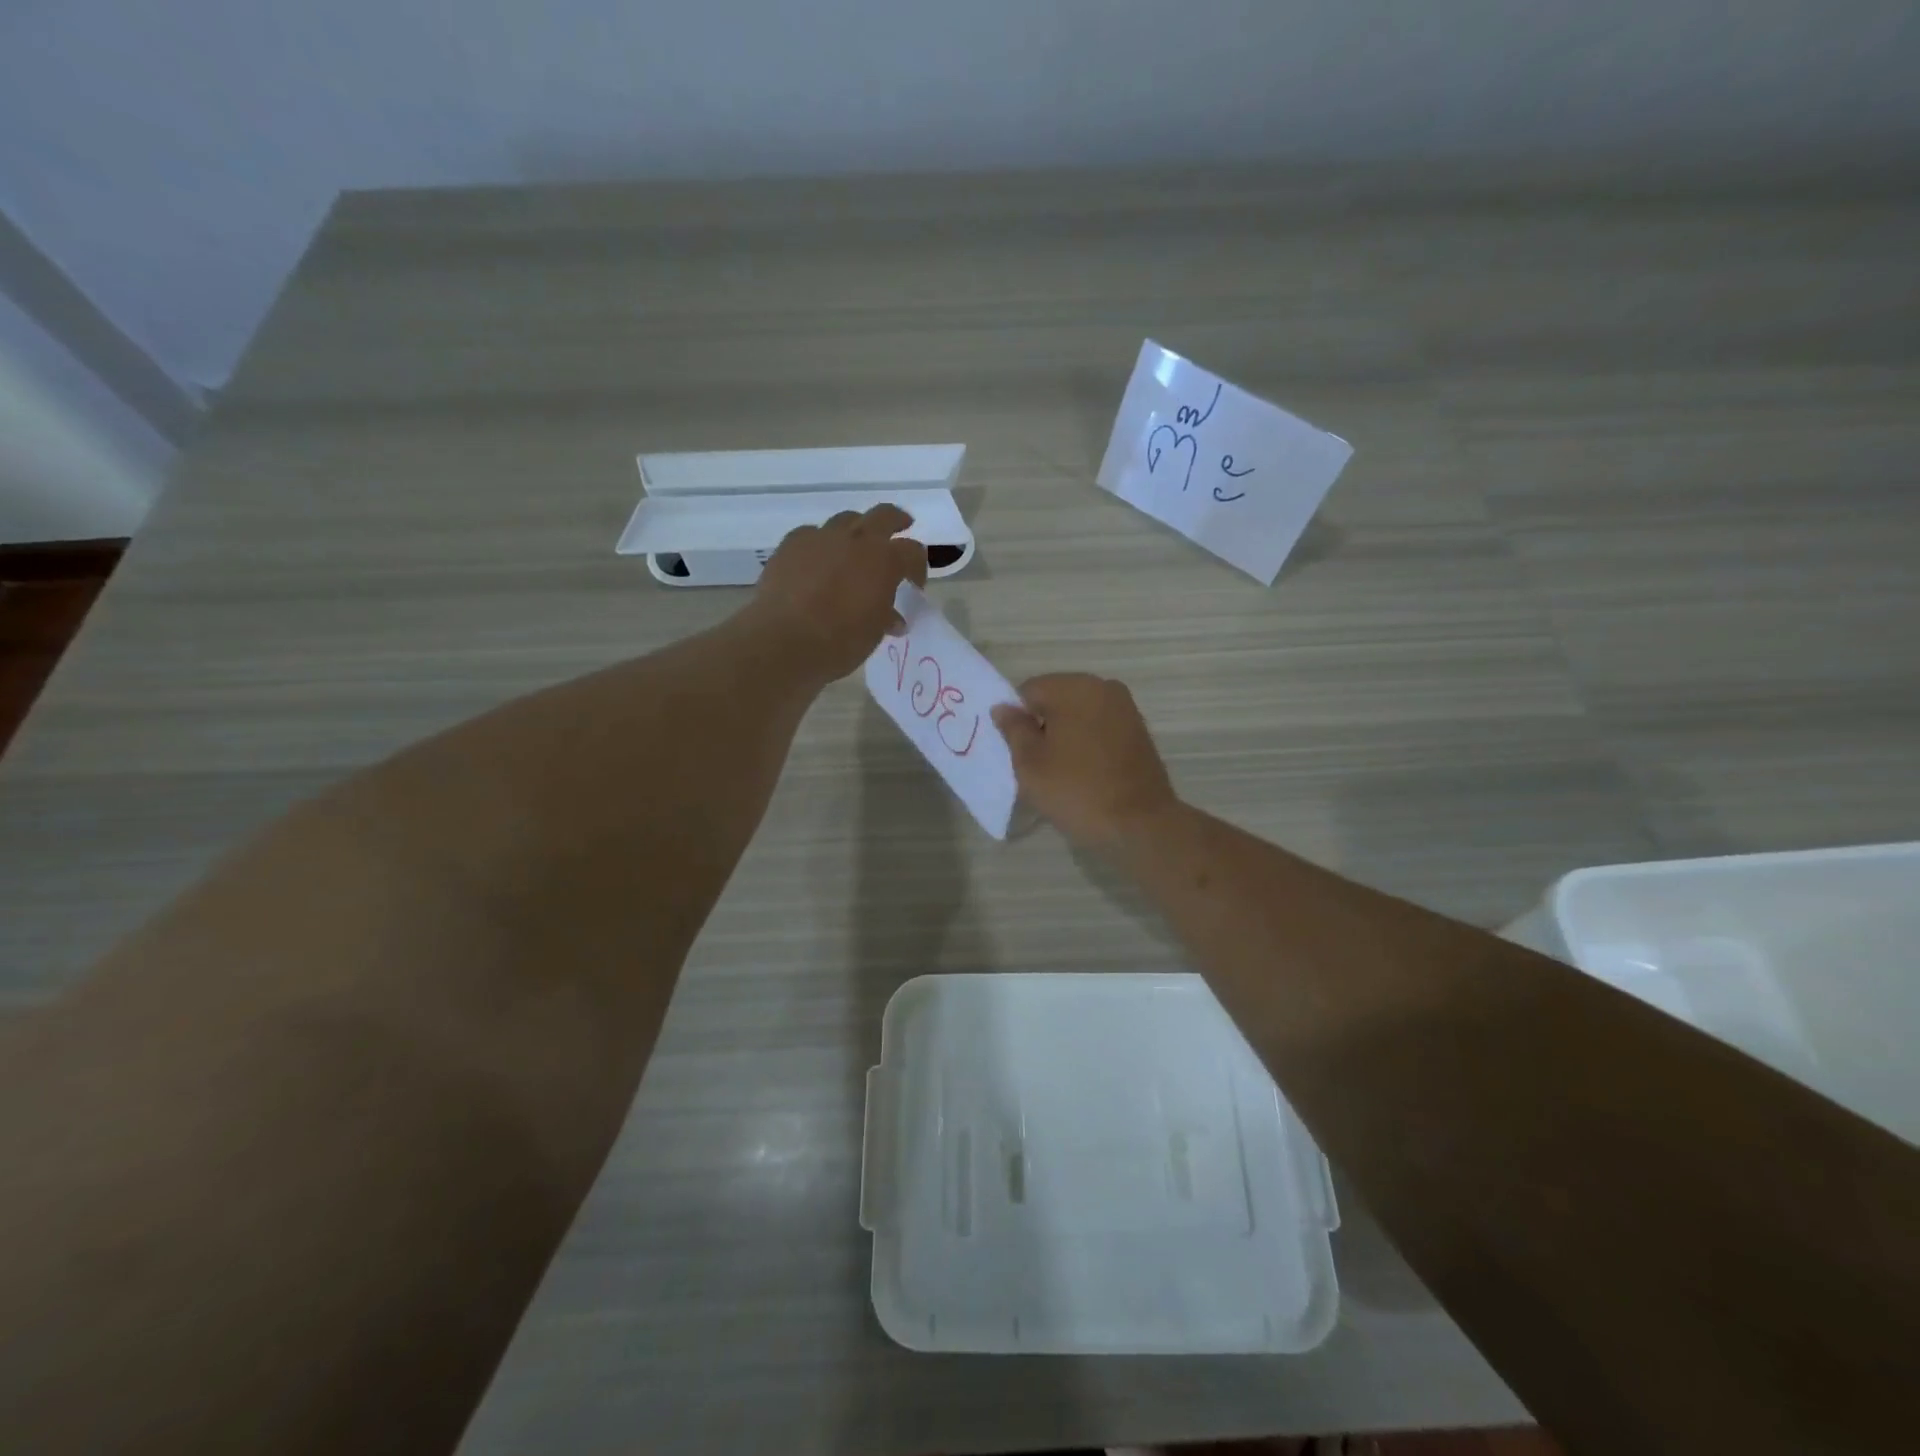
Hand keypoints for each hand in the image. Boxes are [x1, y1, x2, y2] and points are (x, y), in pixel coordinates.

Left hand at [747, 505, 928, 680]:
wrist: (783, 641)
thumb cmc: (839, 642)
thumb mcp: (873, 634)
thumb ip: (886, 617)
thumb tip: (893, 618)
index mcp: (884, 560)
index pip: (913, 552)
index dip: (918, 567)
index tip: (914, 585)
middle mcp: (856, 539)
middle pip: (884, 515)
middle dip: (896, 521)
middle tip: (901, 528)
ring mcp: (821, 537)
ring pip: (846, 520)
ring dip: (856, 531)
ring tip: (854, 549)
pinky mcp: (791, 544)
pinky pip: (812, 534)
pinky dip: (820, 545)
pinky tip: (816, 562)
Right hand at [990, 674, 1179, 848]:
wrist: (1140, 824)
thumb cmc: (1076, 790)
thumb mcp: (1030, 763)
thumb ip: (1014, 729)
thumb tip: (1003, 707)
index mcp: (1074, 687)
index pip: (1029, 691)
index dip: (1018, 720)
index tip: (1019, 752)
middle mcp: (1103, 687)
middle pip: (1056, 699)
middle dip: (1043, 725)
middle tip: (1037, 764)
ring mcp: (1126, 708)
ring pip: (1079, 714)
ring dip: (1066, 734)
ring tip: (1062, 771)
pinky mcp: (1139, 731)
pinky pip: (1100, 727)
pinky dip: (1087, 742)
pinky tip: (1085, 771)